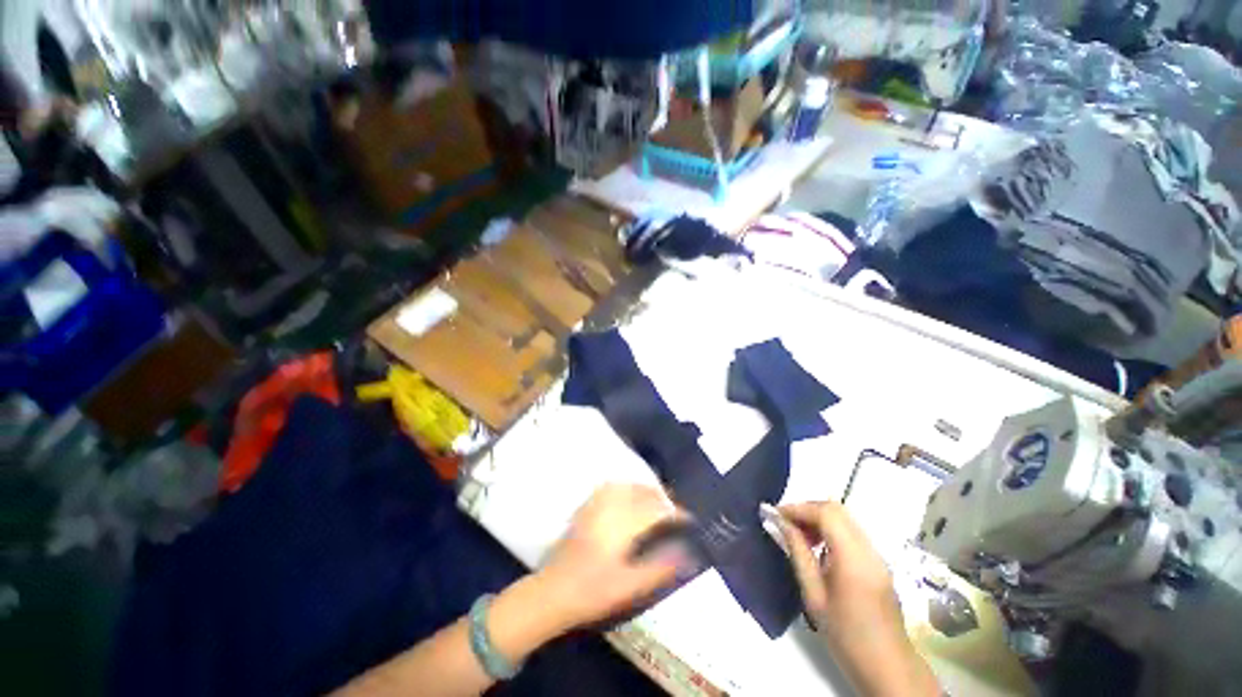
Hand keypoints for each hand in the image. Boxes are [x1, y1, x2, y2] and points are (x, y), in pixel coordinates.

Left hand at [533, 484, 687, 631]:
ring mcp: (595, 504)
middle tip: (676, 511)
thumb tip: (687, 553)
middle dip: (662, 498)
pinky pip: (611, 487)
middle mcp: (610, 507)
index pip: (656, 509)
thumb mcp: (630, 587)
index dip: (675, 512)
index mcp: (622, 524)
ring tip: (657, 501)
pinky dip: (626, 487)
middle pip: (642, 492)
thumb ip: (660, 567)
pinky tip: (630, 496)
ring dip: (645, 490)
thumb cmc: (593, 593)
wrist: (552, 592)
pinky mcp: (586, 506)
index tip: (689, 519)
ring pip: (627, 486)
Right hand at [775, 501, 938, 696]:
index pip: (826, 513)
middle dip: (806, 509)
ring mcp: (877, 555)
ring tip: (797, 535)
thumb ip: (797, 553)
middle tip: (784, 523)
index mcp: (854, 557)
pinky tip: (817, 548)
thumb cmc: (846, 635)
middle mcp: (869, 549)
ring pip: (844, 519)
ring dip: (818, 519)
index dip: (797, 508)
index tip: (773, 514)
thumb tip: (777, 522)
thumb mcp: (814, 595)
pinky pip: (851, 532)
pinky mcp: (878, 562)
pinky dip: (830, 530)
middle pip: (836, 510)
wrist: (888, 667)